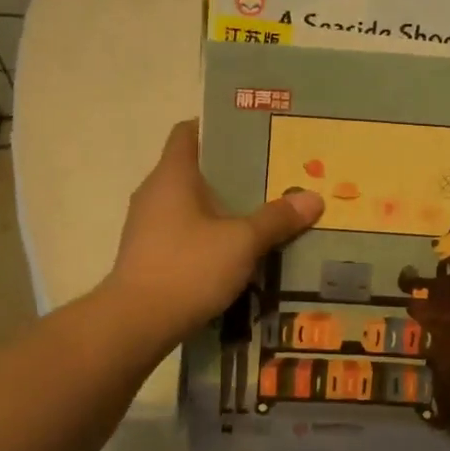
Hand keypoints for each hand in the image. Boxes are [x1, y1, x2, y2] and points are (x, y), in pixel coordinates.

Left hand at [104, 120, 322, 349]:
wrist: (135, 323)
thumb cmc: (188, 268)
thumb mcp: (242, 242)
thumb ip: (276, 218)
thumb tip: (313, 198)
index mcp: (172, 175)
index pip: (188, 132)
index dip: (218, 127)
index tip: (252, 135)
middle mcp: (154, 192)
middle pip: (194, 169)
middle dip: (231, 173)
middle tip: (271, 178)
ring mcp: (147, 226)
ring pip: (190, 205)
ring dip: (221, 208)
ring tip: (260, 216)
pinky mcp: (148, 255)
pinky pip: (183, 233)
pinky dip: (208, 236)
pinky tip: (235, 253)